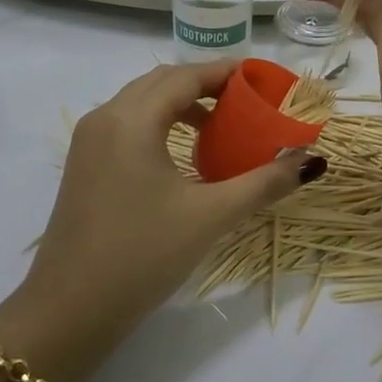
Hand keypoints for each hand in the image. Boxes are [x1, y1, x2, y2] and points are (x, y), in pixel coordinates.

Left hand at [19, 61, 323, 322]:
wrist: (70, 309)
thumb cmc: (142, 255)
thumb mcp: (210, 216)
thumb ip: (263, 183)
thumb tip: (312, 162)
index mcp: (131, 120)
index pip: (185, 77)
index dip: (225, 72)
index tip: (261, 78)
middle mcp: (104, 118)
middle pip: (161, 83)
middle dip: (205, 84)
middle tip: (246, 101)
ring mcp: (88, 142)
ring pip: (141, 103)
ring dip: (181, 104)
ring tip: (220, 127)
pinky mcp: (83, 165)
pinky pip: (127, 125)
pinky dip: (159, 124)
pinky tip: (184, 155)